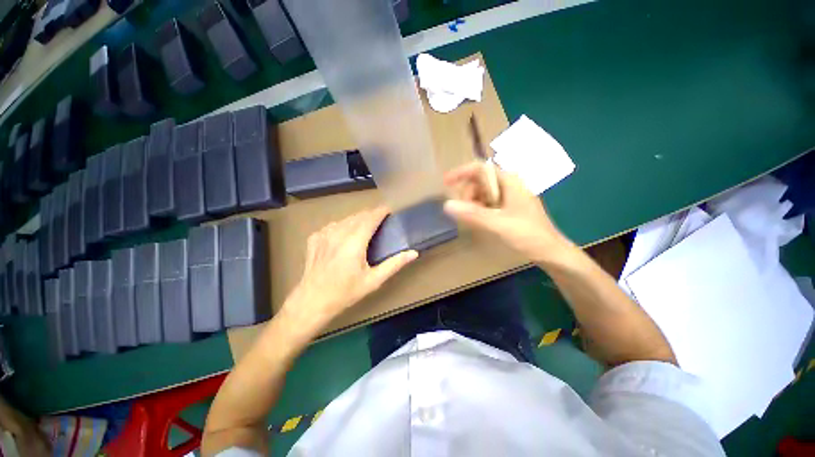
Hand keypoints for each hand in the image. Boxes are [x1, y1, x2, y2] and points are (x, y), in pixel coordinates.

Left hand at [282, 207, 417, 332]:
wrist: (312, 301)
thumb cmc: (346, 292)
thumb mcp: (373, 280)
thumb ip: (394, 264)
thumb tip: (413, 253)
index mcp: (354, 242)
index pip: (370, 218)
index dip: (380, 211)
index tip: (389, 209)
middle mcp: (338, 233)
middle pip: (358, 216)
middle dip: (371, 215)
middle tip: (380, 220)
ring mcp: (324, 234)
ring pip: (345, 219)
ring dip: (357, 219)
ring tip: (365, 227)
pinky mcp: (315, 237)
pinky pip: (333, 225)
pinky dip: (343, 226)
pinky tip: (345, 235)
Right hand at [443, 162, 572, 263]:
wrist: (550, 252)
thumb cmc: (528, 235)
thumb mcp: (498, 223)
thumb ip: (473, 214)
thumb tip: (446, 205)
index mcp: (509, 181)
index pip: (480, 168)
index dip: (461, 172)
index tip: (446, 182)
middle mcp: (509, 184)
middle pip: (480, 181)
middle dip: (468, 194)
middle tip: (466, 212)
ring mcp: (510, 196)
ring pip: (482, 193)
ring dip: (473, 204)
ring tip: (475, 220)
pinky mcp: (509, 207)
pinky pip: (488, 203)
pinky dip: (480, 210)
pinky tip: (481, 221)